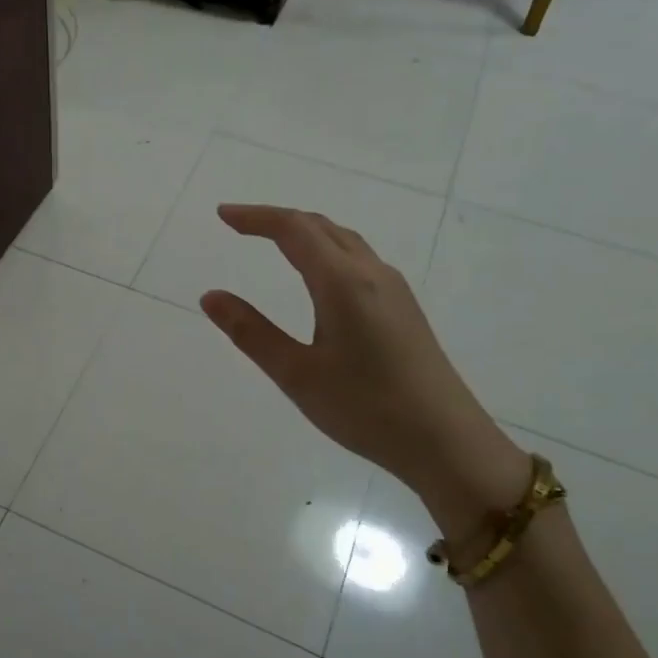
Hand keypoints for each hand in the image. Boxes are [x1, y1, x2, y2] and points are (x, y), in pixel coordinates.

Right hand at [200, 205, 526, 535]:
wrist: (447, 442)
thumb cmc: (366, 409)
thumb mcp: (297, 374)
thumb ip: (251, 332)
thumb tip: (210, 296)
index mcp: (343, 283)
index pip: (294, 230)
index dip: (256, 217)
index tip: (222, 216)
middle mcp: (372, 274)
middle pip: (321, 227)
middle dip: (277, 219)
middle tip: (239, 225)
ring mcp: (394, 290)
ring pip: (344, 241)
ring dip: (305, 232)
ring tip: (273, 241)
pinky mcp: (404, 309)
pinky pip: (359, 260)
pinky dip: (327, 250)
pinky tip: (318, 276)